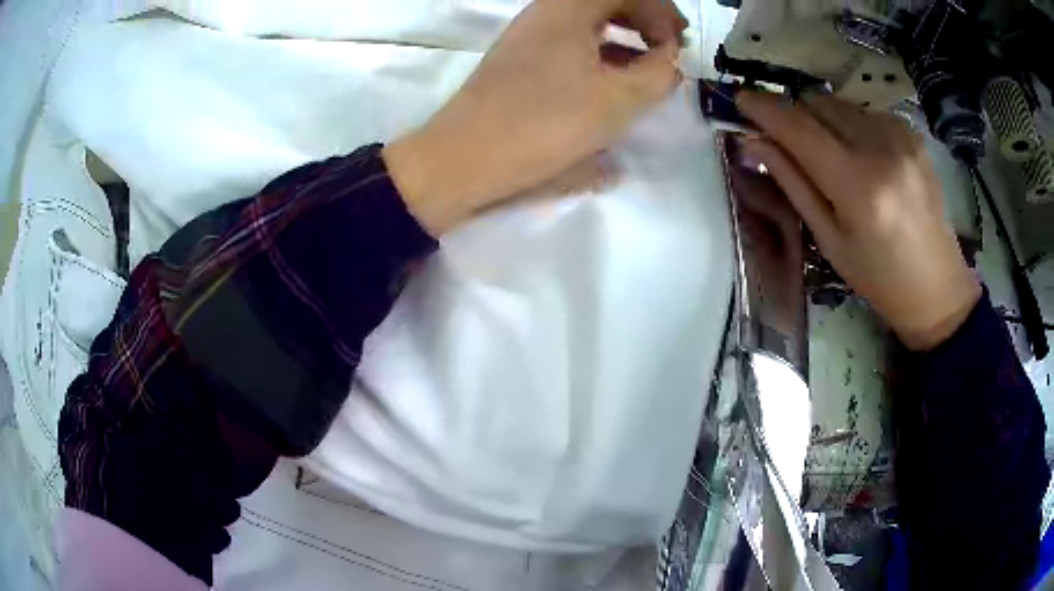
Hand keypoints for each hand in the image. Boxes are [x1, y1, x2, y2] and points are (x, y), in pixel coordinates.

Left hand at [383, 0, 685, 234]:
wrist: (462, 159)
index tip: (679, 43)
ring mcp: (527, 39)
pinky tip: (612, 86)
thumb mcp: (617, 101)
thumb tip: (670, 60)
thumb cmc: (543, 123)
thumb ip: (658, 74)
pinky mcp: (518, 65)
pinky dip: (598, 56)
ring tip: (648, 70)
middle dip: (644, 21)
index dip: (660, 11)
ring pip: (587, 25)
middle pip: (605, 3)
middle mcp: (544, 15)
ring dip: (623, 40)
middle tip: (669, 48)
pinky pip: (569, 46)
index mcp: (568, 9)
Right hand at [736, 91, 980, 350]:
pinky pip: (865, 112)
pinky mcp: (912, 134)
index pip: (800, 129)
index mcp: (858, 187)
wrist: (937, 287)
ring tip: (832, 154)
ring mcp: (901, 137)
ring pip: (841, 104)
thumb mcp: (830, 241)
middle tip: (788, 139)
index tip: (741, 99)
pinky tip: (863, 156)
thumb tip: (754, 142)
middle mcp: (881, 150)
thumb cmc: (879, 277)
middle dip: (795, 114)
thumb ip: (793, 184)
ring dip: (823, 119)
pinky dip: (851, 124)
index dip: (765, 109)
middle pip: (818, 103)